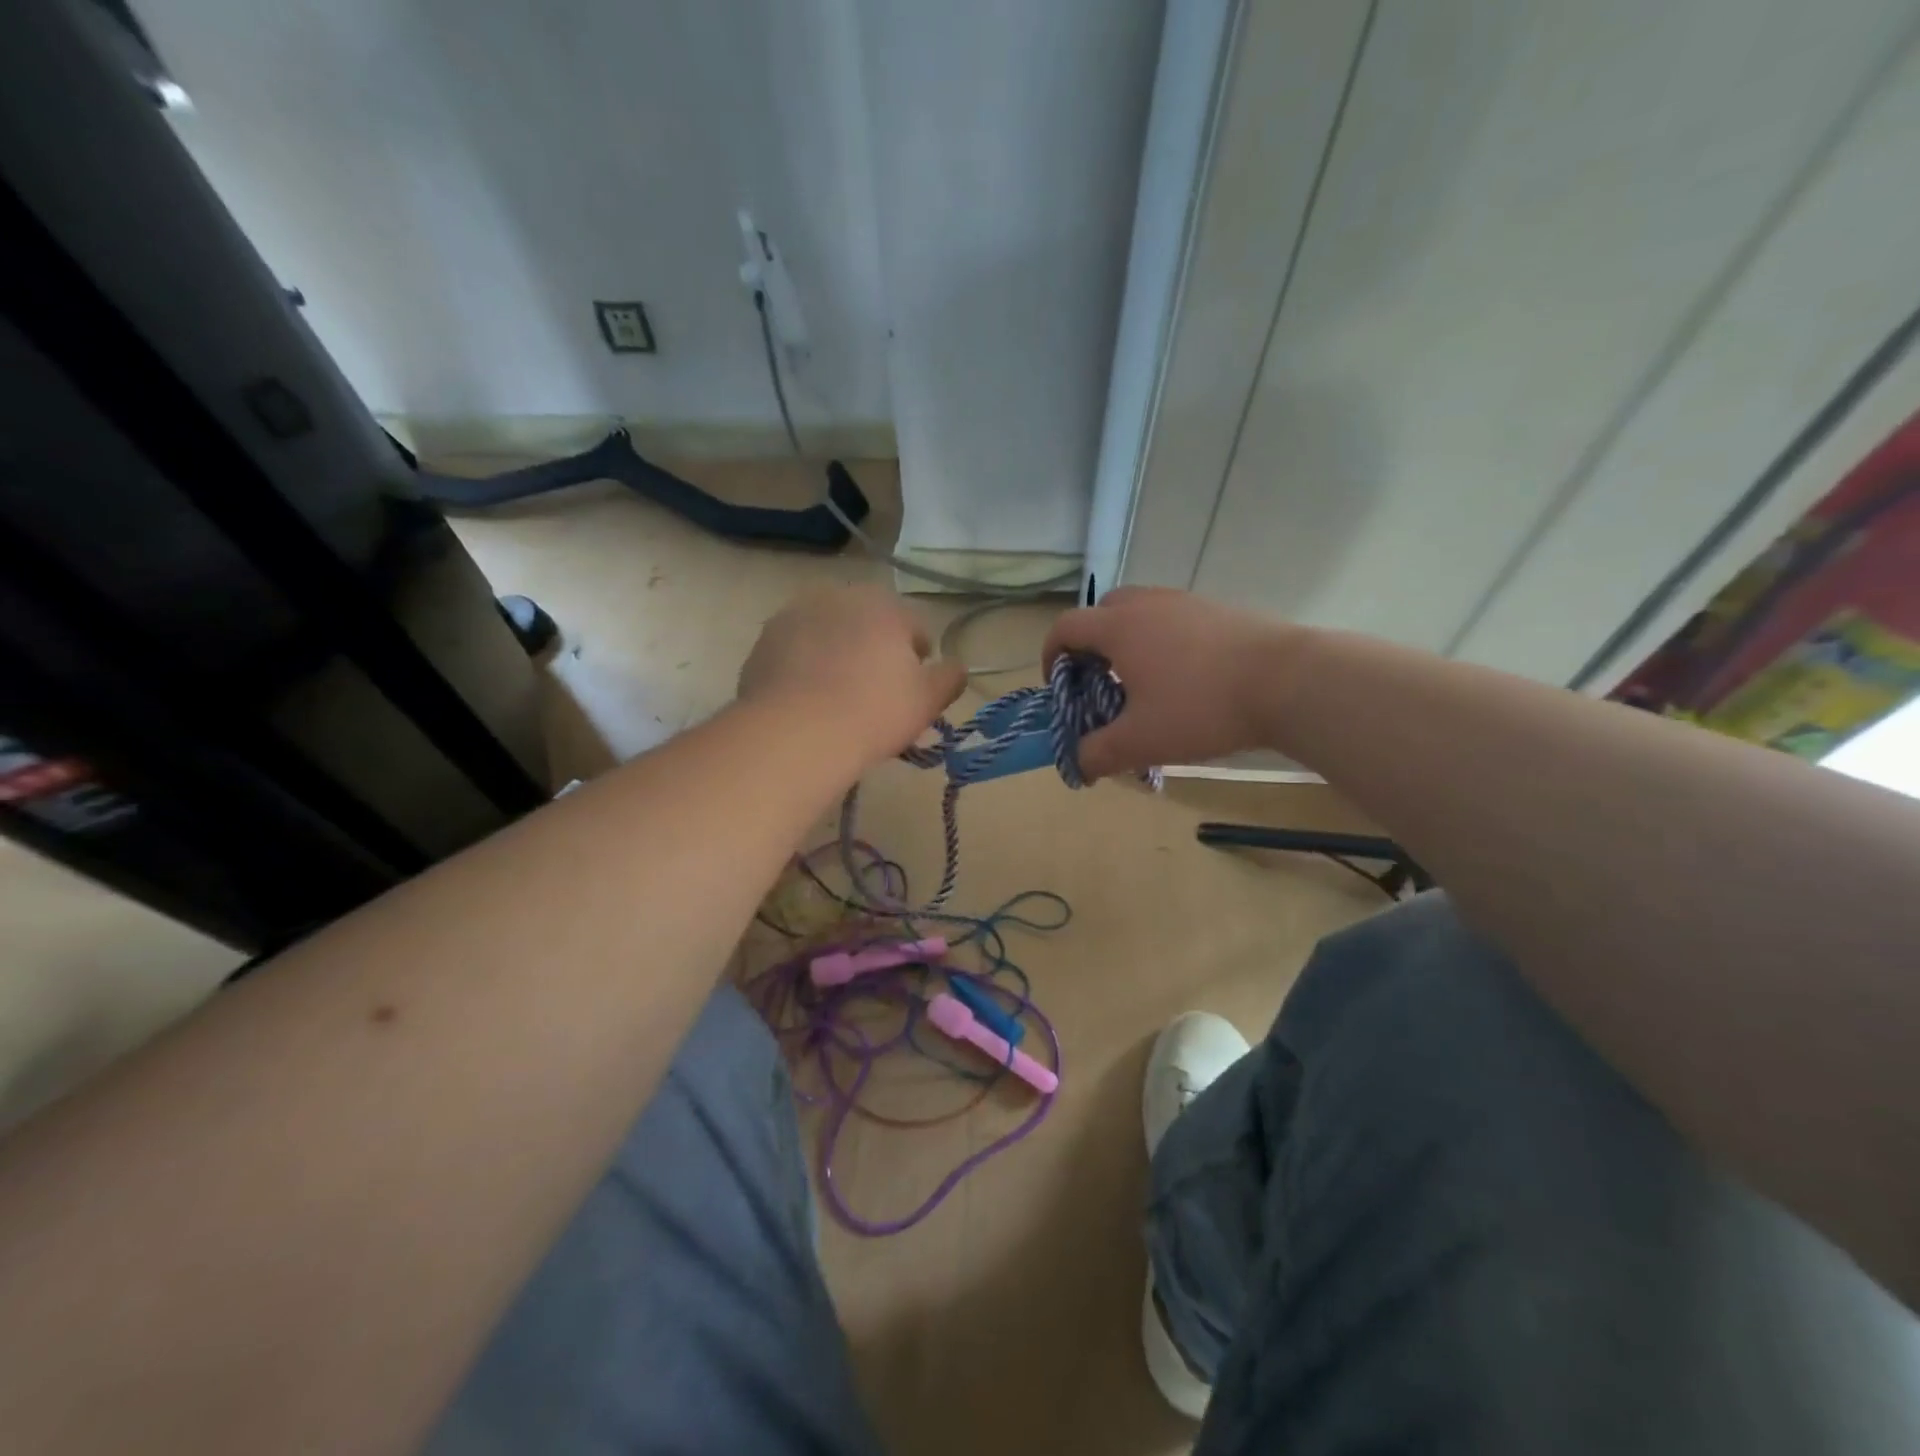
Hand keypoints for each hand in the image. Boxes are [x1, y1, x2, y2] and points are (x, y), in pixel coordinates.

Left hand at [739, 585, 966, 765]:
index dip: (919, 662)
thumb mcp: (928, 700)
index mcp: (884, 604)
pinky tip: (806, 702)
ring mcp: (794, 615)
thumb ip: (950, 677)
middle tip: (874, 697)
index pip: (914, 629)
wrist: (796, 733)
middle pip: (868, 626)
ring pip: (829, 636)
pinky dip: (804, 669)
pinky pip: (796, 653)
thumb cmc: (874, 712)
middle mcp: (838, 596)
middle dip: (874, 653)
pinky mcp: (763, 642)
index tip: (912, 693)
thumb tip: (956, 667)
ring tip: (837, 700)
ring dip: (837, 657)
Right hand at [1042, 587, 1288, 777]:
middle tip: (1100, 681)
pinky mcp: (1220, 610)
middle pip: (1102, 612)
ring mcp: (1187, 602)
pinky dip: (1164, 641)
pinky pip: (1175, 619)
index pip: (1066, 627)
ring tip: (1144, 683)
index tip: (1058, 685)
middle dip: (1091, 645)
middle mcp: (1148, 604)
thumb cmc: (1200, 707)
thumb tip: (1079, 765)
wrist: (1289, 681)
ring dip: (1130, 642)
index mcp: (1119, 627)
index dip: (1051, 654)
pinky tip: (1186, 679)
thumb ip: (1098, 753)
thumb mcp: (1141, 740)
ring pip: (1142, 612)